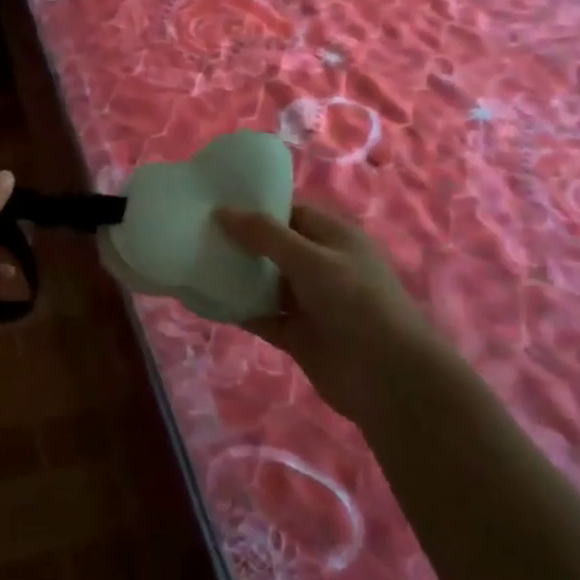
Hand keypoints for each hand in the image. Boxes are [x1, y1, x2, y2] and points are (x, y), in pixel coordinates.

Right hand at [215, 203, 440, 423]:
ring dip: (235, 275)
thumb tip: (222, 211)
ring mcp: (307, 301)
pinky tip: (206, 301)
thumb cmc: (356, 302)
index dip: (255, 207)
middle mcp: (319, 265)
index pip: (289, 212)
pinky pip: (260, 315)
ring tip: (191, 261)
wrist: (388, 377)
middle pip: (272, 247)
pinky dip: (237, 309)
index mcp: (332, 237)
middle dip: (238, 241)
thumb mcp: (311, 259)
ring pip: (263, 282)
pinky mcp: (295, 333)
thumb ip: (265, 235)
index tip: (213, 202)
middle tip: (194, 230)